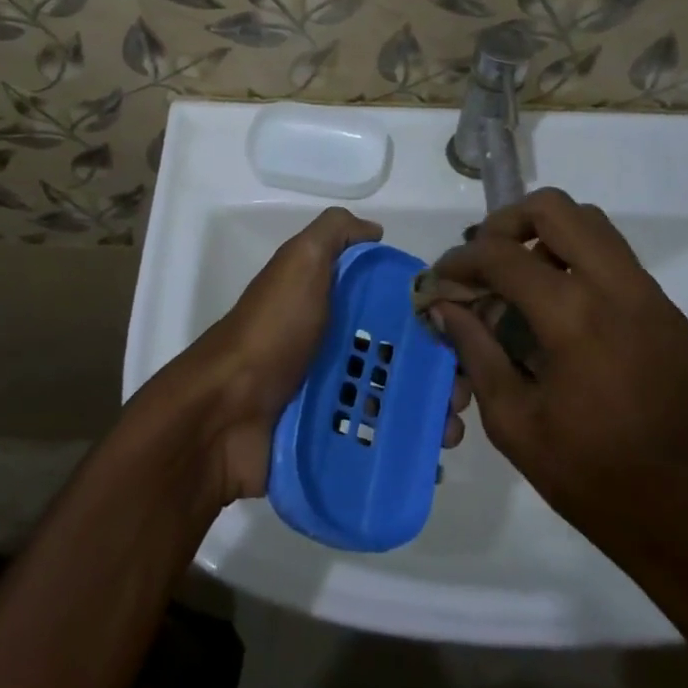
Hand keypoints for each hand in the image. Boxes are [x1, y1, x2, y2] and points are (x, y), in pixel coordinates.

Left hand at [160, 208, 470, 503]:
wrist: (223, 412)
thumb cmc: (272, 331)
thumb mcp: (300, 261)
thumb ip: (335, 233)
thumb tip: (376, 230)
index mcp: (333, 304)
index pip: (394, 305)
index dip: (430, 316)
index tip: (464, 332)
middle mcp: (336, 346)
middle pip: (401, 356)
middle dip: (439, 372)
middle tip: (461, 392)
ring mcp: (333, 396)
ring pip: (396, 401)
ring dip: (432, 414)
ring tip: (450, 429)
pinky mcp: (331, 440)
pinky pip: (378, 442)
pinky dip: (408, 448)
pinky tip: (432, 458)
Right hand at [432, 190, 687, 684]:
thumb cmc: (603, 485)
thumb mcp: (518, 427)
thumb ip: (477, 354)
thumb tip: (445, 308)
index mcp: (574, 316)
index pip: (502, 254)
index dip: (461, 260)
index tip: (441, 280)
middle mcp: (615, 287)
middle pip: (553, 208)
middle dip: (505, 223)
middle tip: (483, 261)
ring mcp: (649, 294)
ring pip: (590, 223)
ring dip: (544, 234)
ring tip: (518, 278)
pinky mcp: (667, 311)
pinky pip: (614, 255)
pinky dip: (576, 257)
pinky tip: (557, 307)